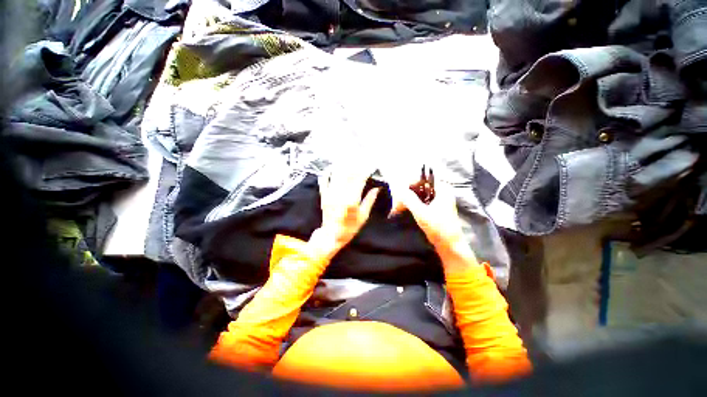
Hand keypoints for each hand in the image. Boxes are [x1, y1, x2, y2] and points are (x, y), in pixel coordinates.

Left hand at [315, 165, 380, 254]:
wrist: (331, 235)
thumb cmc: (350, 228)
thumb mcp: (363, 216)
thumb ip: (369, 200)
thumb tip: (377, 189)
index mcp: (352, 200)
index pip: (360, 180)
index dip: (365, 171)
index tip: (370, 166)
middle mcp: (340, 194)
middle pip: (348, 174)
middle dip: (355, 165)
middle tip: (360, 158)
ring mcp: (330, 194)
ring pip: (337, 175)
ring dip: (343, 165)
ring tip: (348, 158)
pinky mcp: (324, 195)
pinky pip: (324, 181)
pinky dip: (327, 173)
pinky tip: (332, 167)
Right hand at [389, 178, 470, 257]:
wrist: (449, 245)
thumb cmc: (438, 228)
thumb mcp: (421, 213)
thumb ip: (409, 199)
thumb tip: (399, 189)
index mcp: (442, 189)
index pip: (424, 179)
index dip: (411, 183)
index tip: (401, 191)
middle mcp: (441, 192)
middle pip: (421, 186)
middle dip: (408, 193)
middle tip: (399, 201)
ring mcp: (438, 201)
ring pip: (420, 194)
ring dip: (409, 199)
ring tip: (399, 206)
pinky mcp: (435, 209)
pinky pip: (421, 202)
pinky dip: (413, 204)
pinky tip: (405, 210)